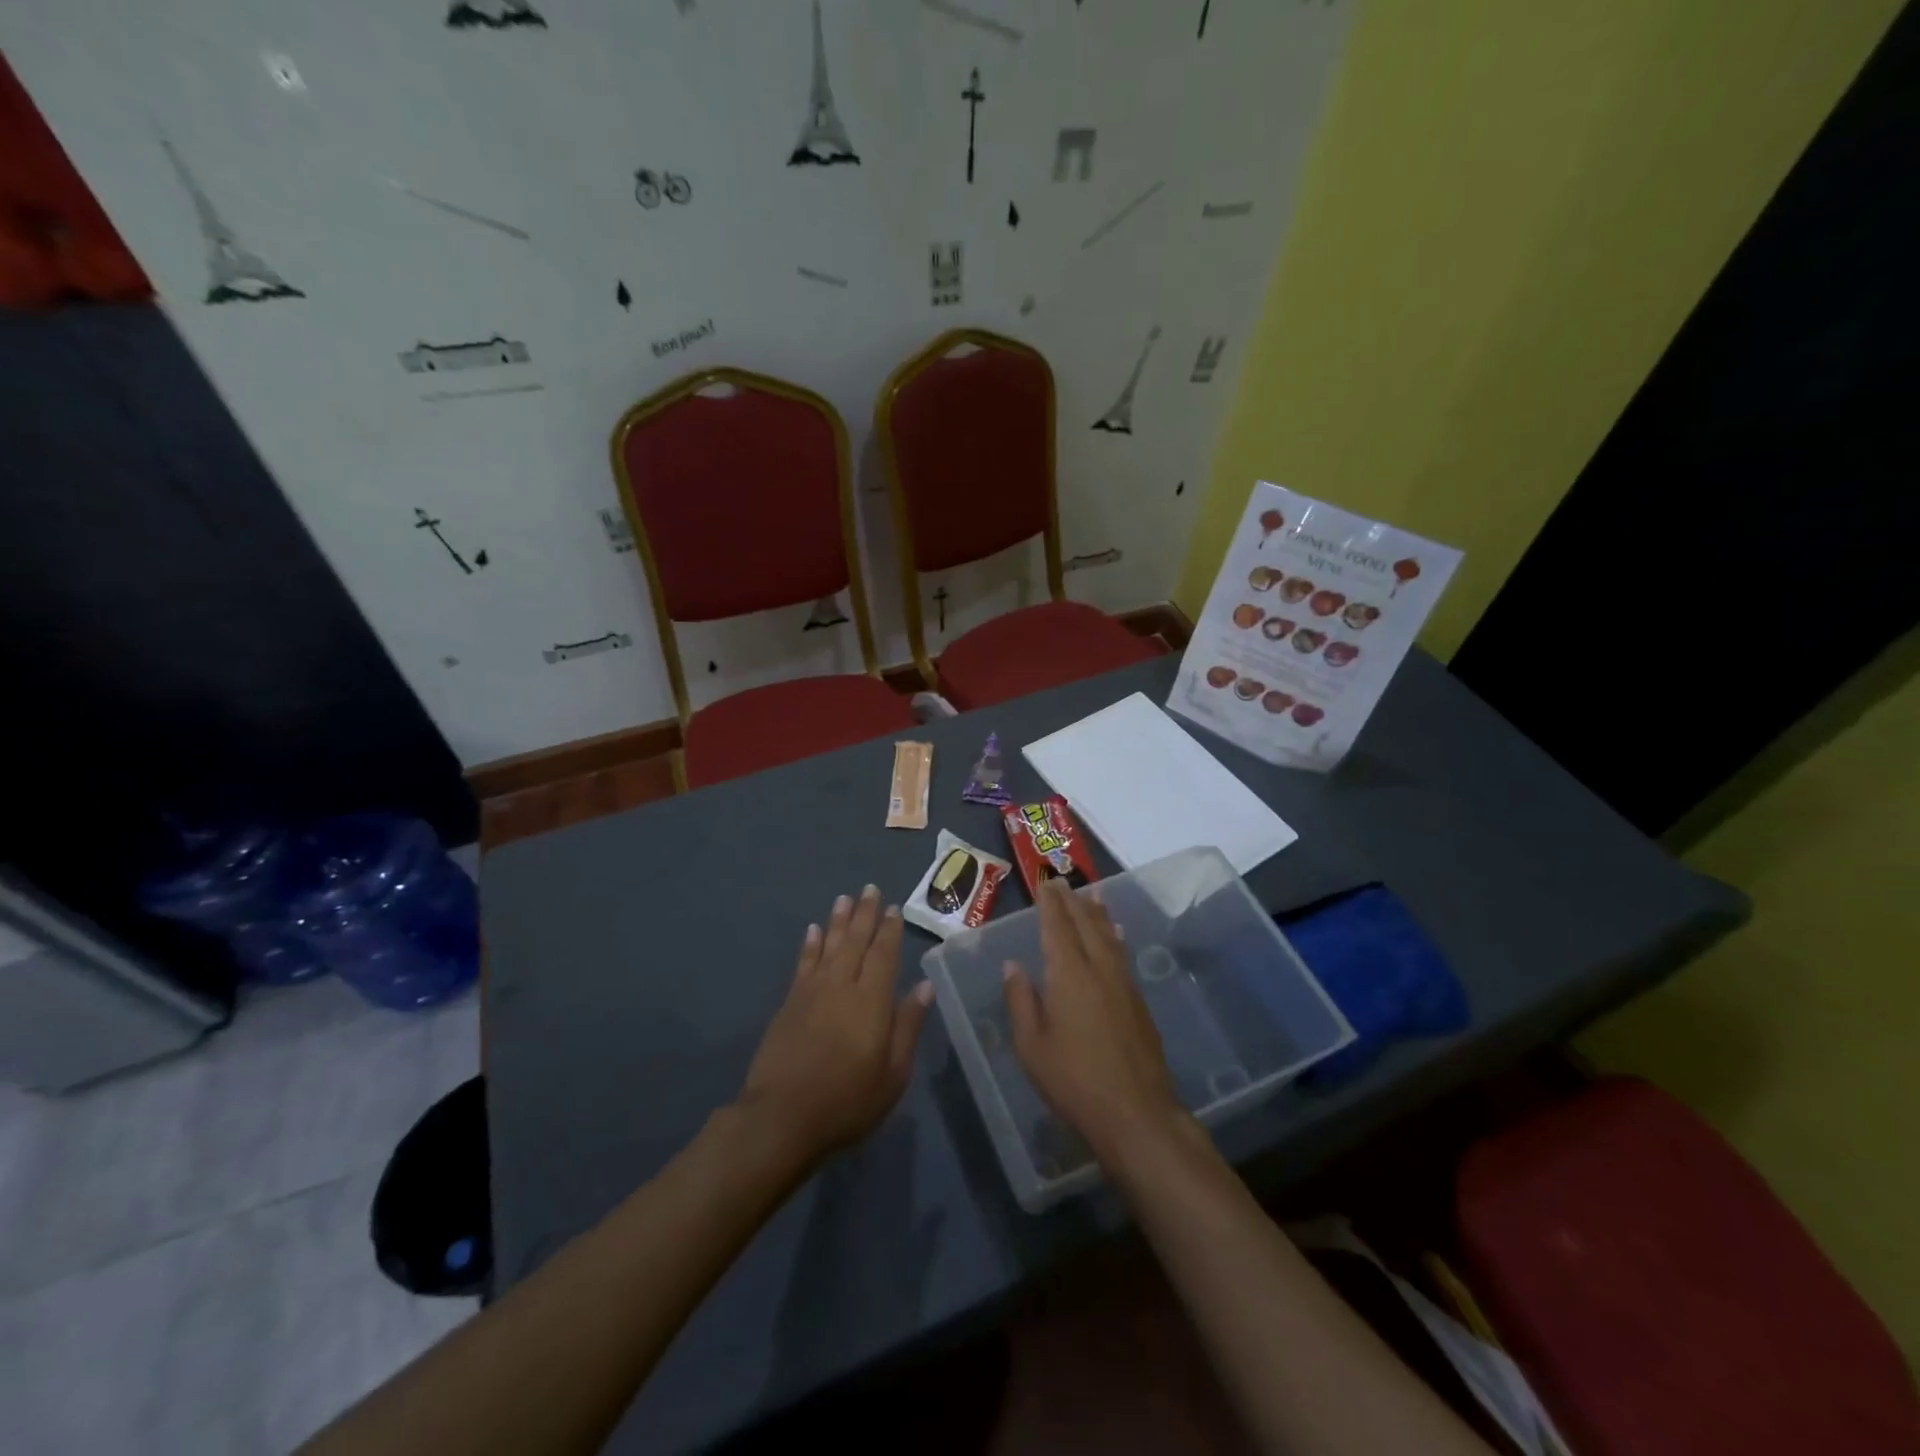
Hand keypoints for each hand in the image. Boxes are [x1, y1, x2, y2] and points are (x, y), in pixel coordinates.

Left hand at [739, 885, 930, 1160]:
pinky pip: (804, 963)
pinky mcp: (790, 1002)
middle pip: (856, 941)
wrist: (783, 1116)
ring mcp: (813, 991)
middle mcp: (843, 985)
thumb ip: (908, 1025)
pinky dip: (810, 944)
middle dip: (865, 914)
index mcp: (872, 999)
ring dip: (838, 921)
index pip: (884, 954)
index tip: (894, 908)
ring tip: (844, 898)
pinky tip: (813, 930)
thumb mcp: (893, 1073)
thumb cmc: (848, 1099)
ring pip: (830, 945)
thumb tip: (924, 985)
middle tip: (870, 889)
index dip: (890, 930)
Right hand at [1002, 878, 1184, 1160]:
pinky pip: (1122, 953)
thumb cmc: (1074, 1081)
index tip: (1045, 883)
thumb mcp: (1032, 1046)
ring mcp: (1123, 984)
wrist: (1136, 1113)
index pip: (1058, 927)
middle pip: (1086, 924)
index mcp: (1069, 974)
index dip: (1051, 903)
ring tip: (1092, 895)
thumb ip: (1021, 1001)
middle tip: (1062, 882)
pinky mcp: (1139, 1002)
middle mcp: (1099, 969)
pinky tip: (1115, 936)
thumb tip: (1013, 965)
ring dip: (1097, 913)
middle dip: (1073, 901)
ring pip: (1109, 936)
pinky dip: (1113, 936)